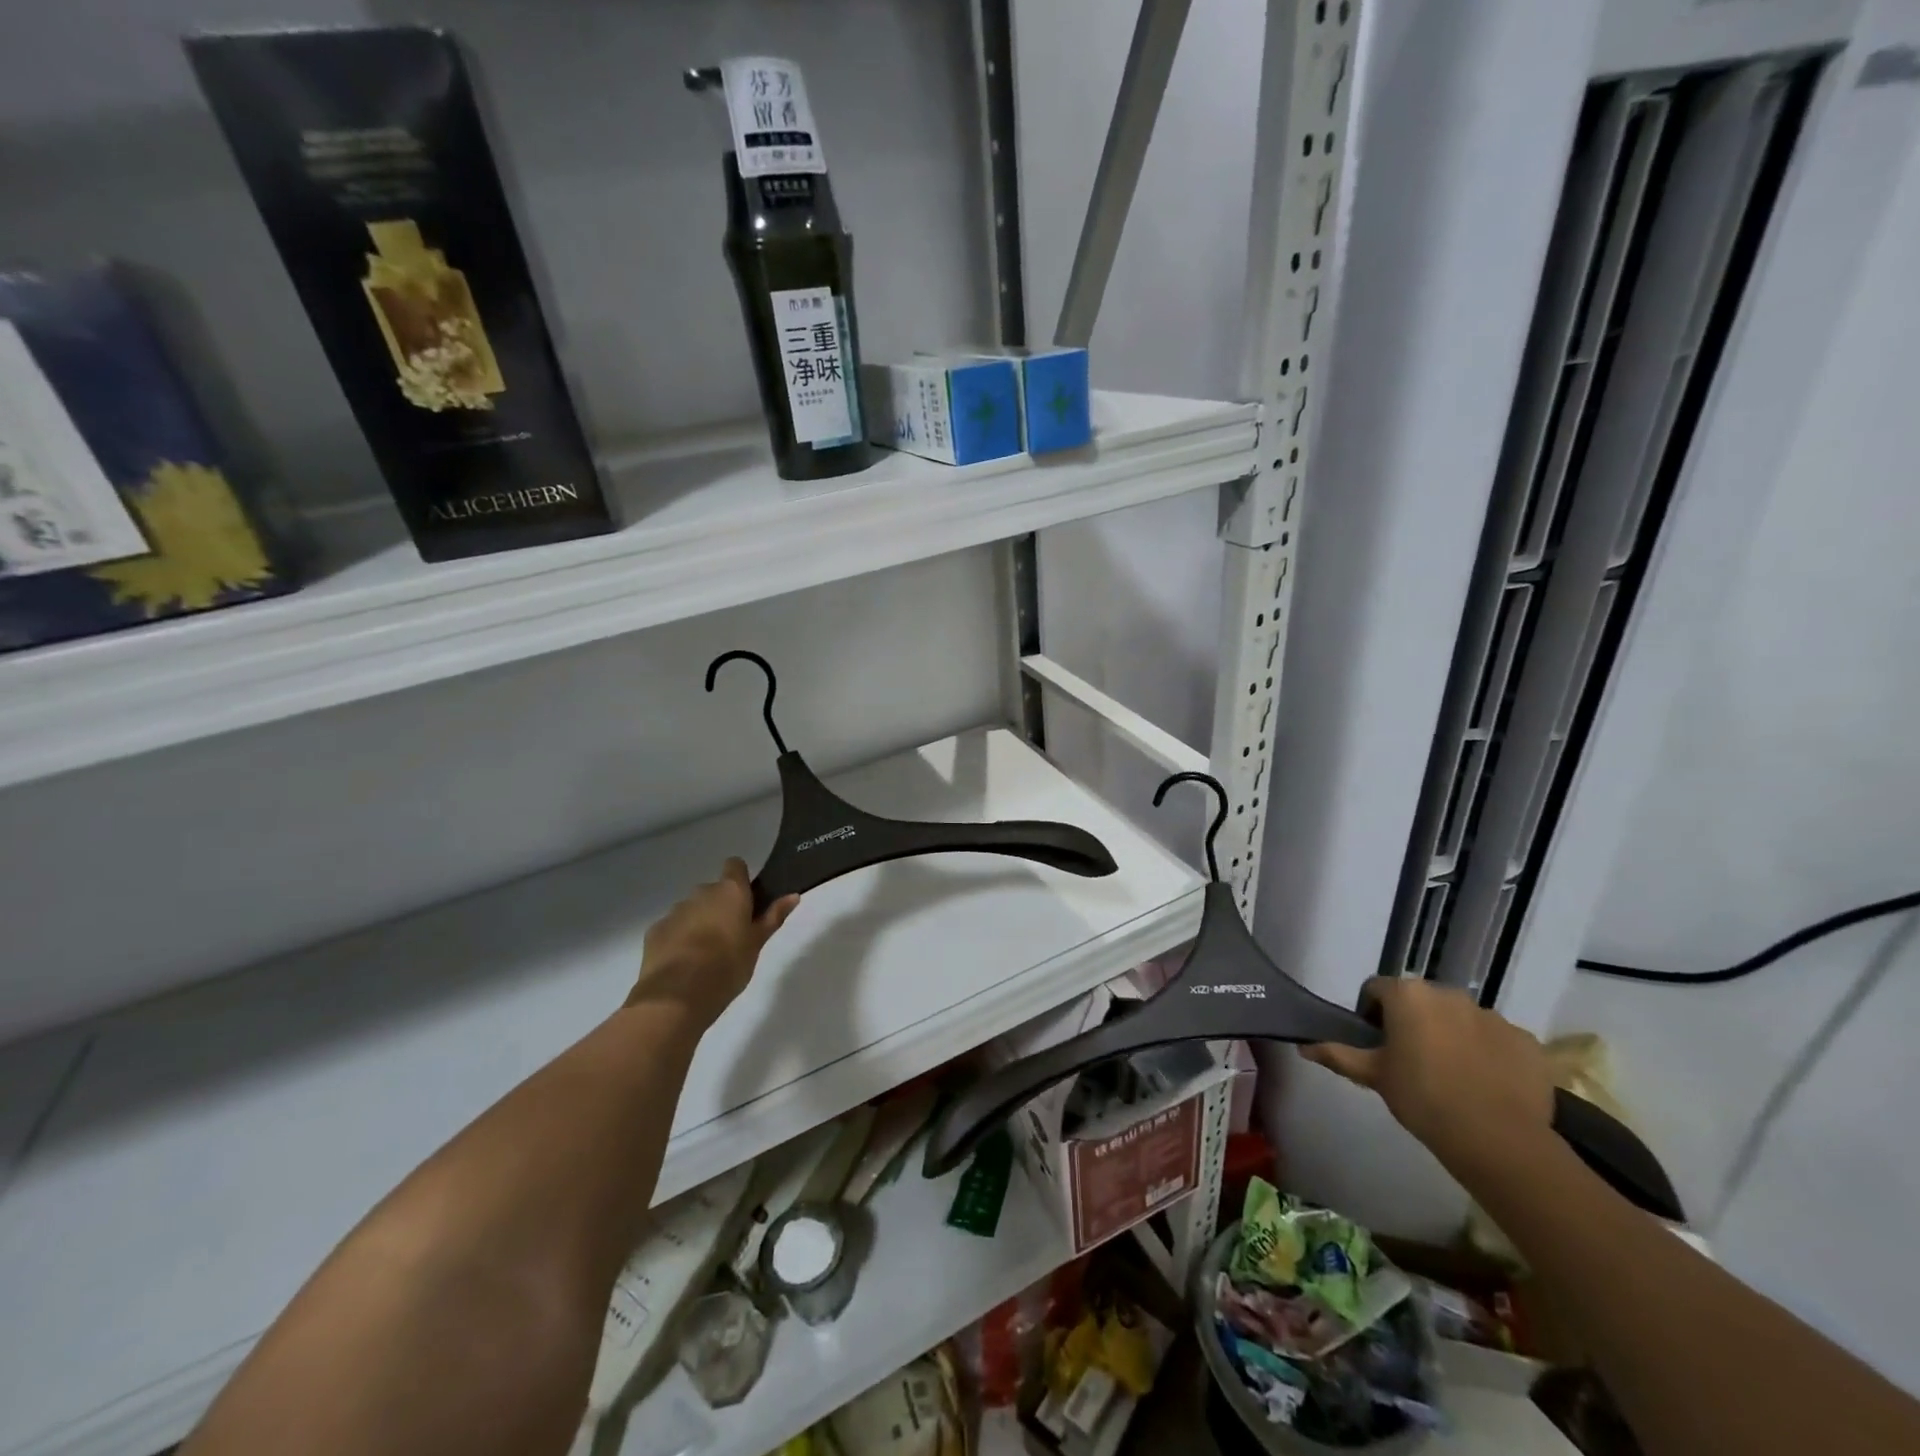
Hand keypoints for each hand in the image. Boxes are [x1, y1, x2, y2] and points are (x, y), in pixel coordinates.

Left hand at [628, 859, 799, 1027]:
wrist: (678, 996)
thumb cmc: (728, 966)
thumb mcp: (757, 943)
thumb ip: (773, 917)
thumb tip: (793, 895)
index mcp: (730, 892)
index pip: (735, 866)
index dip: (740, 879)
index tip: (747, 901)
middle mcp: (701, 893)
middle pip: (713, 891)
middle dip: (720, 907)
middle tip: (730, 936)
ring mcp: (675, 911)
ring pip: (691, 910)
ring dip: (699, 923)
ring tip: (705, 955)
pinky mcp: (655, 931)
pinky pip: (672, 928)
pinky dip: (678, 939)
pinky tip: (683, 965)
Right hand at [1301, 977, 1555, 1173]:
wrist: (1498, 1139)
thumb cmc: (1422, 1098)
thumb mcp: (1373, 1076)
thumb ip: (1338, 1055)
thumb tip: (1303, 1047)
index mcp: (1408, 995)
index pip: (1378, 990)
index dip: (1372, 1015)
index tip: (1377, 1045)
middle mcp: (1449, 993)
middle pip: (1422, 1001)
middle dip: (1415, 1022)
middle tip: (1412, 1061)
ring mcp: (1492, 1015)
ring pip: (1461, 1019)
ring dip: (1453, 1036)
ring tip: (1454, 1076)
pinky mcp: (1526, 1040)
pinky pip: (1498, 1040)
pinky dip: (1490, 1054)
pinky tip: (1487, 1085)